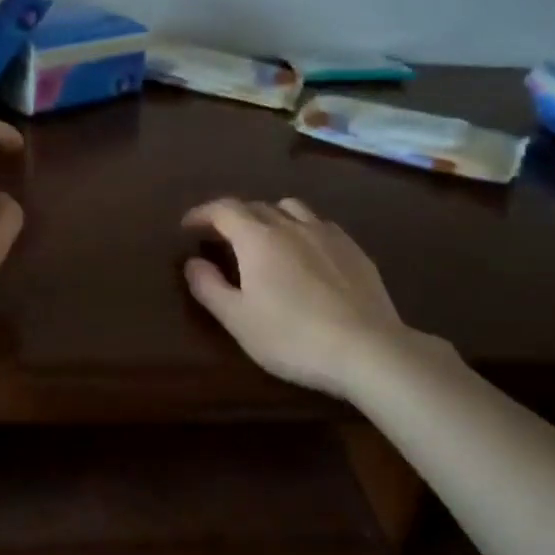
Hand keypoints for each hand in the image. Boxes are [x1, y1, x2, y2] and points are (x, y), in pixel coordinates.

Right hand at [181, 197, 438, 398]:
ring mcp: (327, 234)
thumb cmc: (292, 337)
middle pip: (256, 206)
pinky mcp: (354, 249)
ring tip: (265, 238)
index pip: (223, 209)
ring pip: (291, 208)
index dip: (201, 213)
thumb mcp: (238, 319)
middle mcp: (291, 225)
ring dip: (270, 216)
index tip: (187, 226)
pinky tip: (306, 253)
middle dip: (233, 216)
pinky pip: (320, 224)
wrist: (367, 349)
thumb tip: (192, 262)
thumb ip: (209, 287)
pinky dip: (302, 229)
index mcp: (258, 238)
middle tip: (220, 237)